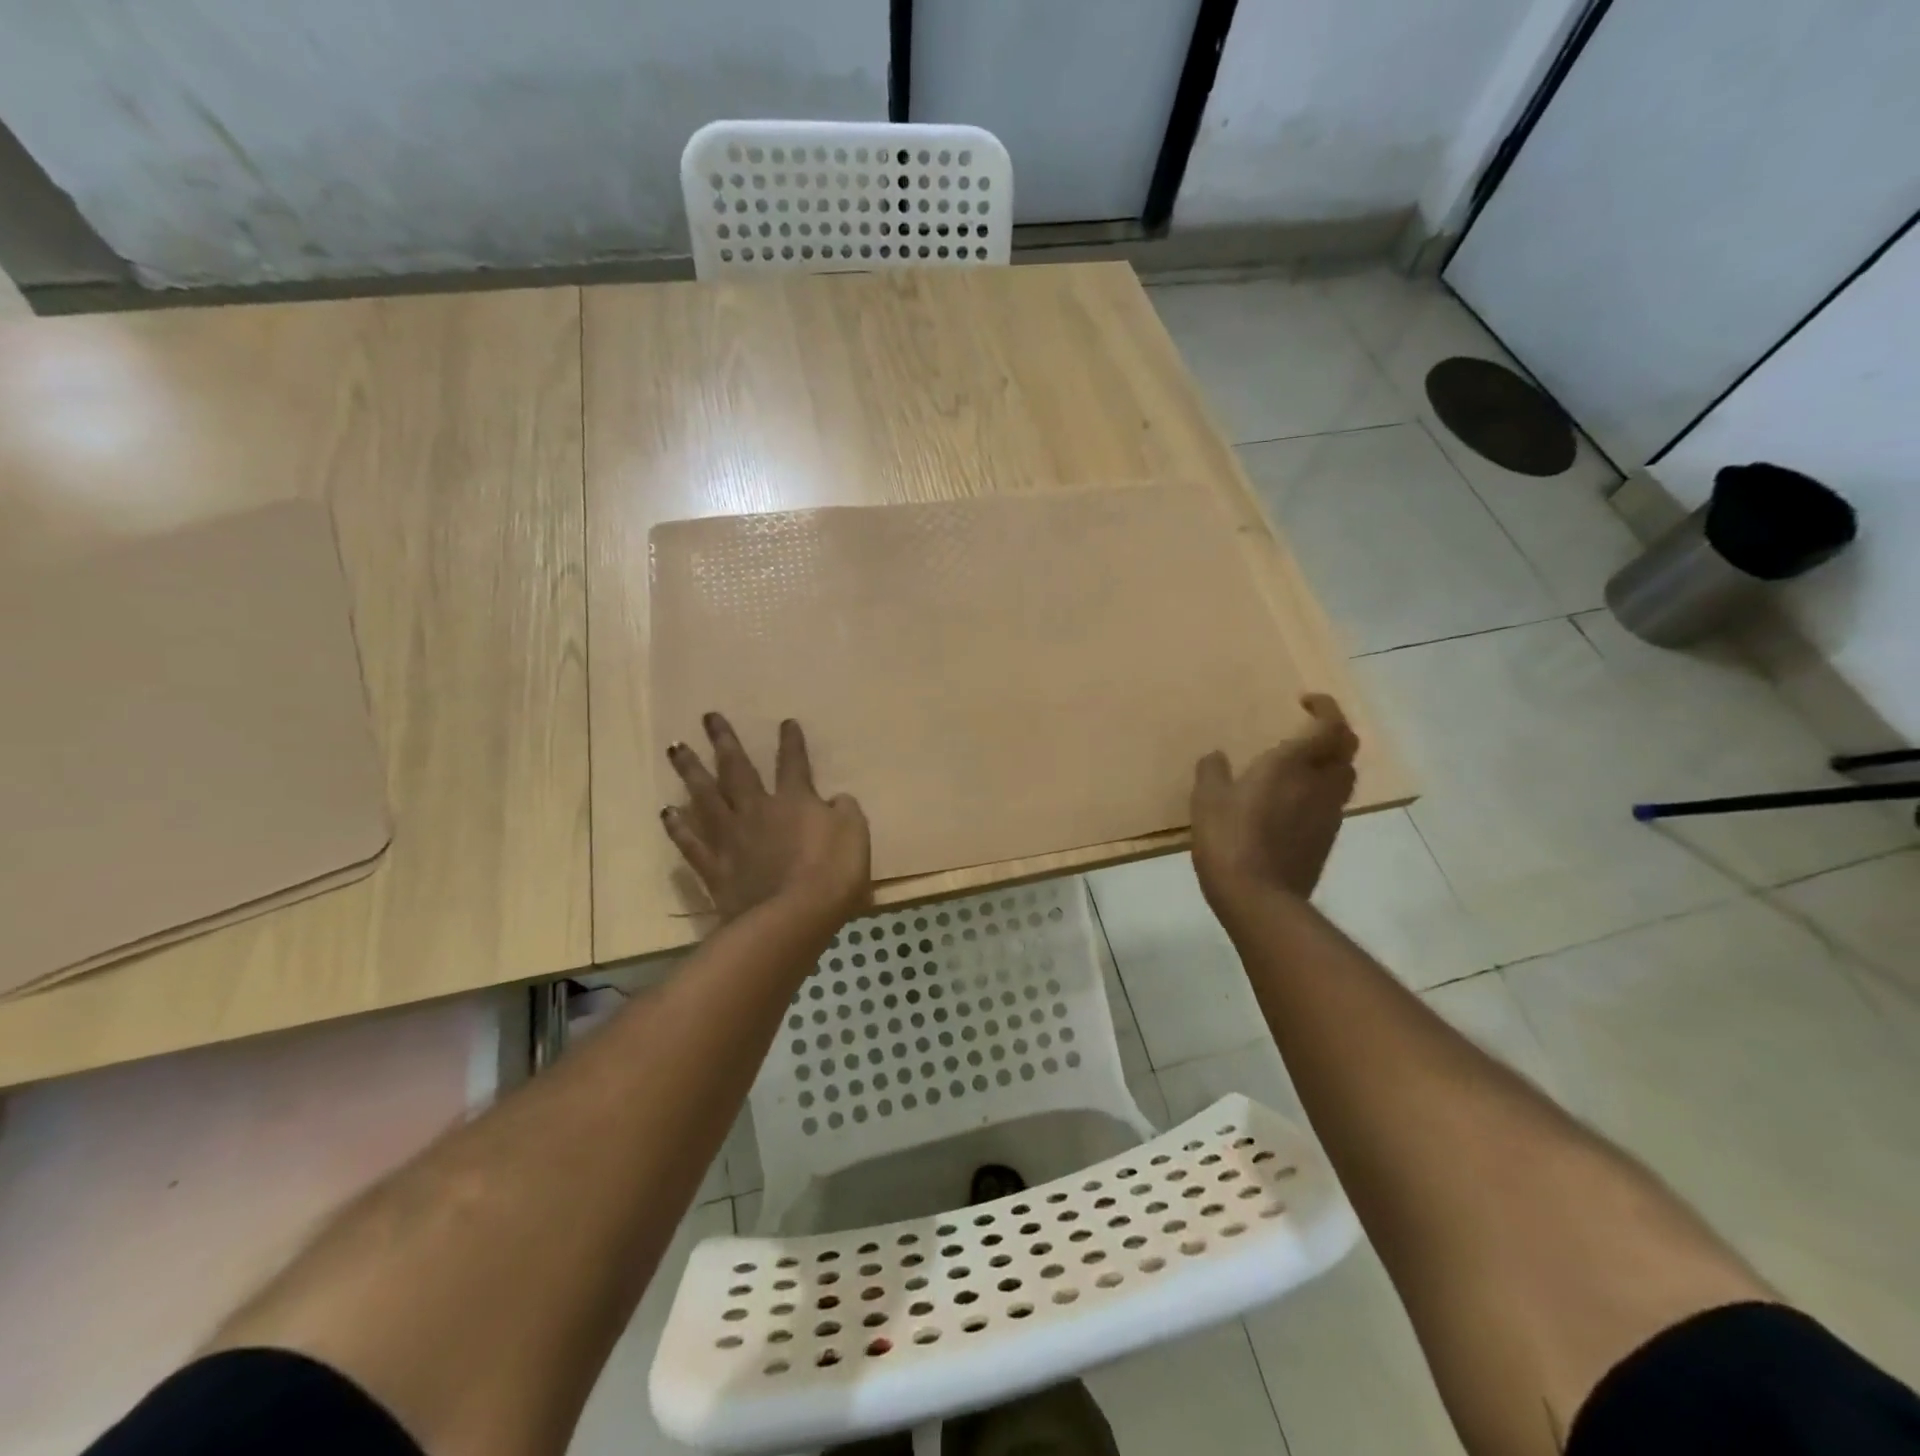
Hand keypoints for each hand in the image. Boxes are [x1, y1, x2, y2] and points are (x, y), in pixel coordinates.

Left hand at [662, 714, 871, 924]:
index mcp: (795, 800)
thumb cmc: (832, 874)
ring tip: (676, 748)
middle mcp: (757, 810)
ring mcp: (731, 838)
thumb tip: (836, 799)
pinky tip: (666, 811)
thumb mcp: (856, 835)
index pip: (793, 763)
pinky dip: (678, 826)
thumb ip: (845, 811)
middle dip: (724, 741)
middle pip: (737, 769)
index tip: (785, 722)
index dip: (791, 742)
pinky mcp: (715, 868)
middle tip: (708, 717)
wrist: (792, 918)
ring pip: (706, 796)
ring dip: (691, 771)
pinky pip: (691, 842)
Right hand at [1190, 694, 1358, 908]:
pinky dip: (1319, 793)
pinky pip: (1331, 804)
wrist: (1259, 899)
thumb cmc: (1230, 840)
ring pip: (1343, 778)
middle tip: (1307, 731)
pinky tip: (1291, 804)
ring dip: (1329, 763)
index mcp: (1292, 765)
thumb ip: (1212, 772)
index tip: (1306, 702)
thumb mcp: (1207, 800)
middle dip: (1333, 734)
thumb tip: (1217, 757)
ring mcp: (1328, 815)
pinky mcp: (1326, 840)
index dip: (1326, 708)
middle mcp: (1319, 784)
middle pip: (1346, 750)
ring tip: (1300, 766)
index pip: (1330, 726)